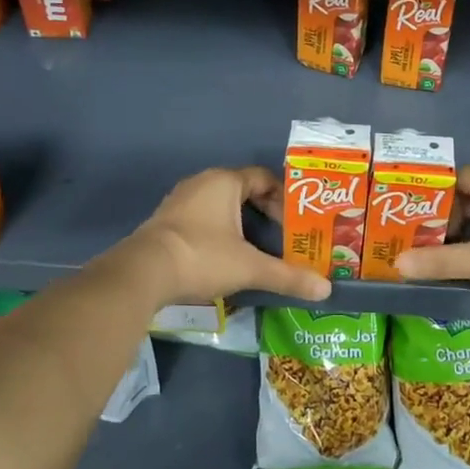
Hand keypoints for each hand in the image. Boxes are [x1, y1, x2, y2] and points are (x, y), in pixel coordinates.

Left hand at [121, 167, 330, 306]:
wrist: (143, 273)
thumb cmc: (202, 257)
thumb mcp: (250, 268)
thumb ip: (287, 276)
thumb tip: (326, 290)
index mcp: (225, 182)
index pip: (263, 178)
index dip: (283, 197)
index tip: (295, 221)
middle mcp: (202, 182)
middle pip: (242, 189)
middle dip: (264, 210)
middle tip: (281, 235)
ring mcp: (180, 200)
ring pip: (220, 203)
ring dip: (240, 221)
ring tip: (257, 246)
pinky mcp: (166, 220)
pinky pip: (201, 216)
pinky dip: (218, 229)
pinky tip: (224, 254)